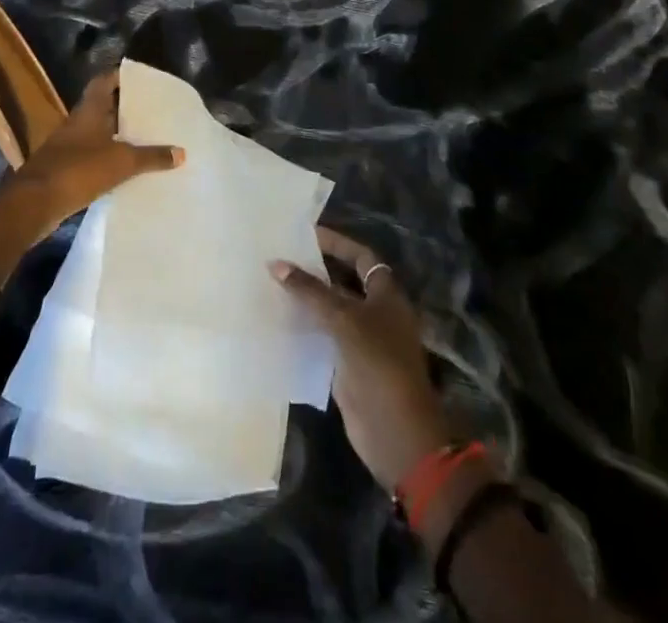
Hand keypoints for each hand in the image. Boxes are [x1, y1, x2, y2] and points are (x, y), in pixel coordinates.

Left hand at [0, 69, 182, 274]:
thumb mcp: (122, 162)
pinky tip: (126, 167)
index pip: (105, 80)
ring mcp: (68, 146)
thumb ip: (152, 156)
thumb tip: (181, 152)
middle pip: (103, 106)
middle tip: (152, 109)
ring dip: (117, 134)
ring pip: (98, 132)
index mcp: (89, 110)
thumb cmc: (78, 170)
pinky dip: (108, 157)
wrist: (33, 204)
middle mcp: (77, 122)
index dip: (122, 75)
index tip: (144, 78)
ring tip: (145, 137)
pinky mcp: (65, 168)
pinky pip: (92, 155)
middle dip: (125, 107)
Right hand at [274, 227, 451, 491]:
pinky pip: (323, 339)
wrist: (396, 433)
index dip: (336, 243)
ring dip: (306, 300)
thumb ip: (310, 292)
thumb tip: (276, 264)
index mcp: (386, 294)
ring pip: (330, 311)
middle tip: (281, 257)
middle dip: (316, 271)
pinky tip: (277, 321)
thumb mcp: (344, 321)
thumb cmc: (378, 364)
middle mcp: (376, 313)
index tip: (305, 234)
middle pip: (343, 282)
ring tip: (271, 284)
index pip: (360, 256)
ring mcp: (362, 341)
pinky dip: (304, 329)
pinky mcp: (348, 366)